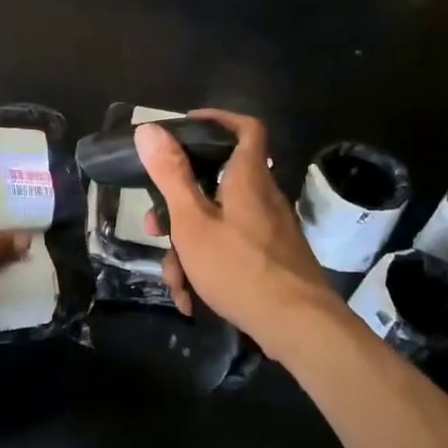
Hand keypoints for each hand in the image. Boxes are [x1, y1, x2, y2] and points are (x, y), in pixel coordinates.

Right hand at [138, 111, 339, 358]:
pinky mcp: (272, 259)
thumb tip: (148, 128)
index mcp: (247, 178)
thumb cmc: (239, 267)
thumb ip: (171, 175)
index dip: (217, 120)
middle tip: (154, 225)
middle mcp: (262, 197)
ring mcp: (269, 230)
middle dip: (179, 206)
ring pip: (218, 224)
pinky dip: (208, 267)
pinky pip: (232, 250)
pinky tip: (191, 299)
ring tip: (174, 280)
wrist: (299, 327)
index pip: (246, 128)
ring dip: (188, 248)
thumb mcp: (192, 221)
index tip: (186, 128)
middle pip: (216, 184)